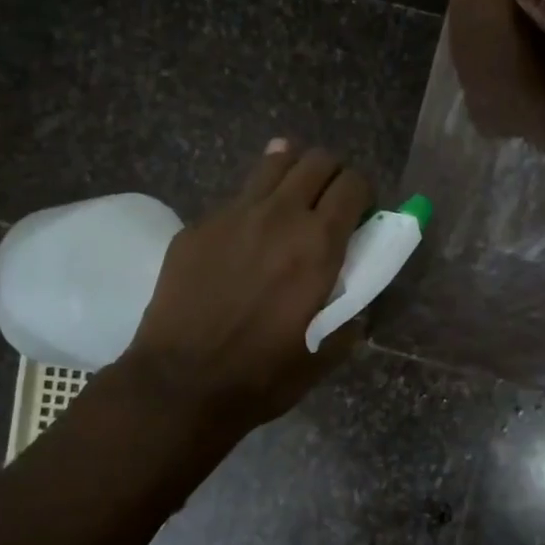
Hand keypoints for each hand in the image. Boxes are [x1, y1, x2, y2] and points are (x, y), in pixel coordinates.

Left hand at [121, 140, 371, 433]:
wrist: (181, 383)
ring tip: (292, 201)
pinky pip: (237, 197)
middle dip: (332, 176)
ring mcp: (233, 214)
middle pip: (317, 161)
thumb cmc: (262, 375)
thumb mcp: (325, 352)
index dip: (364, 194)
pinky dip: (254, 205)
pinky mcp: (198, 225)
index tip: (360, 216)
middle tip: (329, 205)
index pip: (353, 184)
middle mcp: (279, 215)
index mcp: (318, 244)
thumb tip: (356, 295)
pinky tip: (245, 238)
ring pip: (274, 162)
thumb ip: (350, 313)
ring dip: (293, 172)